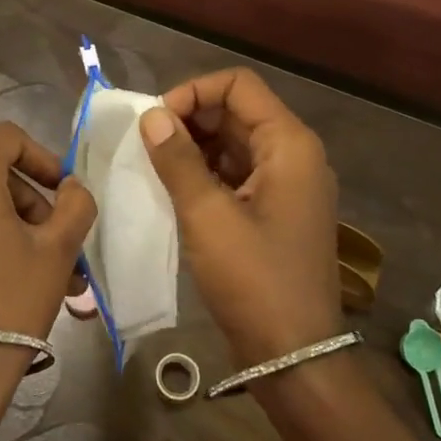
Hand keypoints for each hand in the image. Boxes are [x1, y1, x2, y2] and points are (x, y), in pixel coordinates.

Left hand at [0, 122, 95, 423]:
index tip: (63, 192)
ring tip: (41, 269)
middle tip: (57, 242)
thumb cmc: (14, 297)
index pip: (9, 139)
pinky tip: (7, 275)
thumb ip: (75, 202)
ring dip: (10, 226)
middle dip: (30, 202)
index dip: (43, 159)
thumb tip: (69, 186)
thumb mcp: (59, 247)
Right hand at [139, 70, 341, 366]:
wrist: (293, 354)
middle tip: (147, 147)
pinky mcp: (275, 210)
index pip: (238, 85)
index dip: (194, 92)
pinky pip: (237, 173)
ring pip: (234, 143)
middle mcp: (294, 155)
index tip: (157, 123)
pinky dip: (206, 173)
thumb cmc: (254, 280)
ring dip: (194, 147)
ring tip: (154, 168)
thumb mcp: (207, 216)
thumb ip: (178, 159)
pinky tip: (174, 190)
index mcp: (288, 144)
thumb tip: (153, 116)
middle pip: (236, 111)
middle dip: (189, 120)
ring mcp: (287, 184)